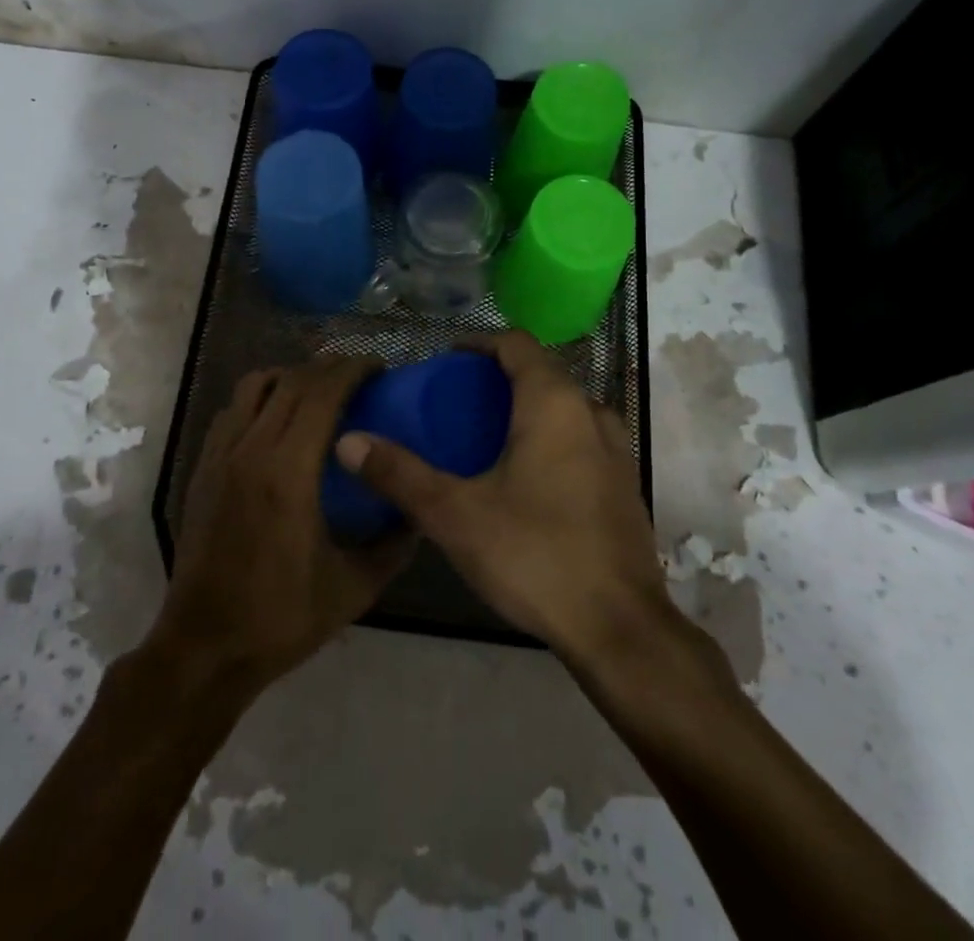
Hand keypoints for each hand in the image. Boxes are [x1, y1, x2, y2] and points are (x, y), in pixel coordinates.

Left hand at [146, 357, 412, 695]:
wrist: (205, 647)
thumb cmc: (281, 617)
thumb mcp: (353, 588)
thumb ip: (394, 547)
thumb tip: (419, 514)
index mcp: (289, 472)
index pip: (321, 393)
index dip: (352, 370)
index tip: (378, 368)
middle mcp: (251, 450)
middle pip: (291, 381)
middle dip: (328, 367)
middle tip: (358, 375)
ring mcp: (220, 456)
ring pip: (254, 386)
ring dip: (290, 377)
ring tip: (316, 391)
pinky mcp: (202, 469)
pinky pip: (232, 410)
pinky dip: (258, 399)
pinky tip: (275, 421)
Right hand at [334, 331, 668, 662]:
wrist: (620, 630)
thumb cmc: (535, 554)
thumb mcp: (455, 514)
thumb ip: (400, 474)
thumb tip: (348, 442)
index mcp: (553, 403)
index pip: (517, 343)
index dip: (479, 344)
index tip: (446, 362)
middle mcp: (590, 413)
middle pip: (542, 373)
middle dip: (499, 380)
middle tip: (456, 405)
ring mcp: (616, 451)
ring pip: (566, 409)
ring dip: (528, 411)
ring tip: (489, 440)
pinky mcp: (625, 487)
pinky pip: (582, 441)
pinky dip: (552, 441)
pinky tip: (527, 482)